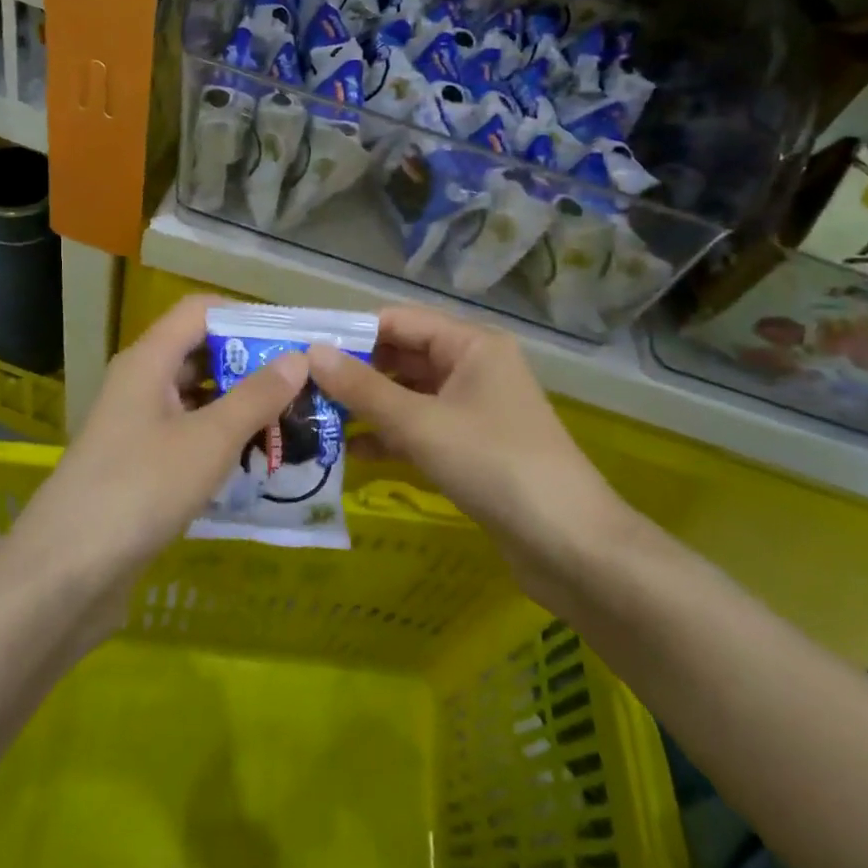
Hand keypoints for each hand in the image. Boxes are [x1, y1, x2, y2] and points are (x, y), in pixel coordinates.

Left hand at [6, 294, 306, 600]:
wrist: (65, 573)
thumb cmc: (141, 488)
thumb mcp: (209, 440)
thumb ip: (256, 396)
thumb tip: (298, 358)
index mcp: (149, 361)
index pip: (200, 311)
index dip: (246, 316)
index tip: (292, 338)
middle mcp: (139, 383)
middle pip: (199, 353)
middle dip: (250, 364)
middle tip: (302, 384)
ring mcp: (135, 426)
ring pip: (195, 398)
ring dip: (239, 405)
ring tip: (289, 420)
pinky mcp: (137, 465)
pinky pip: (186, 435)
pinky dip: (220, 438)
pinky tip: (254, 458)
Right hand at [308, 305, 636, 604]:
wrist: (570, 546)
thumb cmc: (495, 465)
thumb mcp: (421, 424)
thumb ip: (363, 389)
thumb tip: (311, 353)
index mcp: (471, 344)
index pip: (399, 321)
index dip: (350, 333)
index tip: (300, 347)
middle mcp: (473, 367)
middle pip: (402, 358)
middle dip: (354, 373)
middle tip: (298, 388)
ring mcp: (473, 409)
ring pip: (408, 397)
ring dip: (367, 408)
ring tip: (312, 420)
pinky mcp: (471, 448)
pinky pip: (420, 430)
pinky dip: (389, 438)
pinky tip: (348, 455)